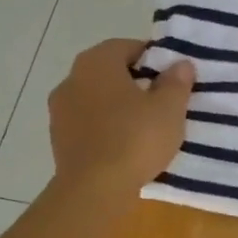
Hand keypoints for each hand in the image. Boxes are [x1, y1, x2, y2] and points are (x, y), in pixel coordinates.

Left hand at [49, 39, 193, 201]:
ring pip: (97, 98)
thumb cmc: (134, 139)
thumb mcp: (169, 108)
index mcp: (96, 62)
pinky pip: (88, 123)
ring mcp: (60, 110)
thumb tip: (180, 64)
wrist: (94, 190)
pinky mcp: (58, 139)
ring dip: (118, 106)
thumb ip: (176, 82)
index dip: (153, 59)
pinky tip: (125, 145)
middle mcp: (72, 79)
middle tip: (162, 100)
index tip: (172, 77)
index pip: (127, 47)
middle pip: (110, 72)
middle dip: (135, 82)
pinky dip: (106, 127)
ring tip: (146, 125)